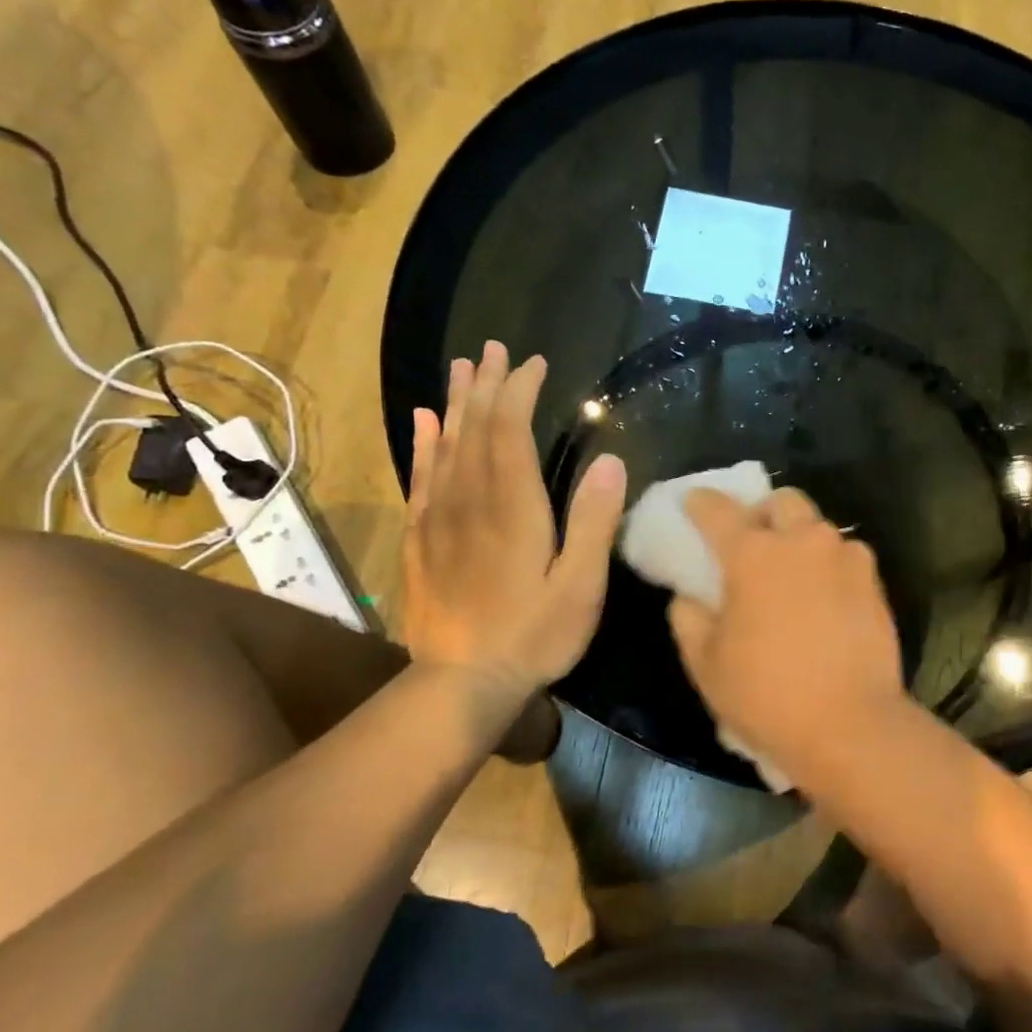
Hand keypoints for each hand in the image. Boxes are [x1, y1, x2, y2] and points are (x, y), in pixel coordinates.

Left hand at [402, 342, 625, 691]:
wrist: (461, 683)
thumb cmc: (534, 635)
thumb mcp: (581, 586)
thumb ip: (594, 522)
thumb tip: (610, 460)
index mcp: (513, 508)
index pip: (511, 431)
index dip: (520, 392)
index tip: (533, 363)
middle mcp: (470, 500)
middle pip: (475, 428)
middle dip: (485, 385)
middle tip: (492, 348)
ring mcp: (439, 518)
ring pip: (446, 446)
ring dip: (456, 403)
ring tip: (461, 367)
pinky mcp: (421, 538)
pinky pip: (421, 477)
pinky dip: (424, 444)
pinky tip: (426, 424)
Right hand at [669, 487, 907, 774]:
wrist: (851, 725)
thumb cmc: (767, 695)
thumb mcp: (706, 664)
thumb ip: (688, 618)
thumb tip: (689, 596)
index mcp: (753, 554)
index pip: (719, 510)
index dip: (701, 503)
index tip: (693, 502)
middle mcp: (803, 542)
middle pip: (782, 502)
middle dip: (763, 512)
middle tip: (753, 542)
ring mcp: (845, 558)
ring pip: (819, 527)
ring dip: (800, 539)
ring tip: (792, 575)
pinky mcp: (874, 582)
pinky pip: (846, 557)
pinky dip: (829, 566)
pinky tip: (824, 598)